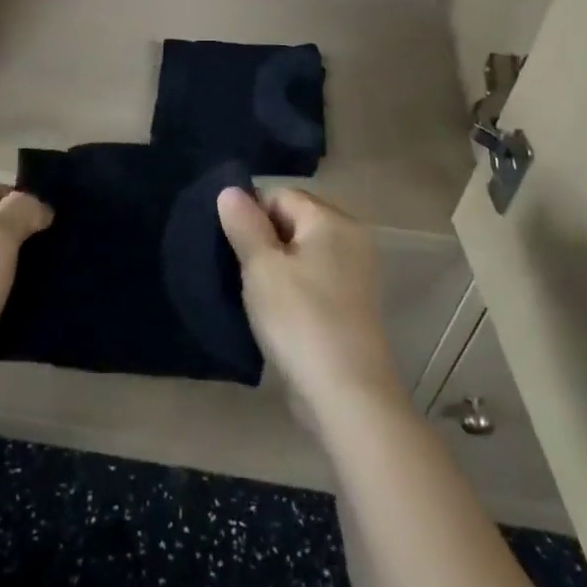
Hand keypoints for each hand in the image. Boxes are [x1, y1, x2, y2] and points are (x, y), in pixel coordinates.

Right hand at [217, 186, 403, 419]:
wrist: (348, 396)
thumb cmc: (300, 319)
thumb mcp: (261, 267)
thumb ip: (244, 224)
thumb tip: (231, 190)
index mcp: (332, 220)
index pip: (281, 195)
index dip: (250, 213)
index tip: (229, 245)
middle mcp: (351, 238)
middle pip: (295, 221)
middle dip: (263, 239)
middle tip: (237, 268)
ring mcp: (357, 274)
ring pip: (304, 253)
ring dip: (277, 266)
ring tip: (252, 292)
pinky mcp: (354, 306)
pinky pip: (316, 279)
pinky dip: (295, 287)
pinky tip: (275, 312)